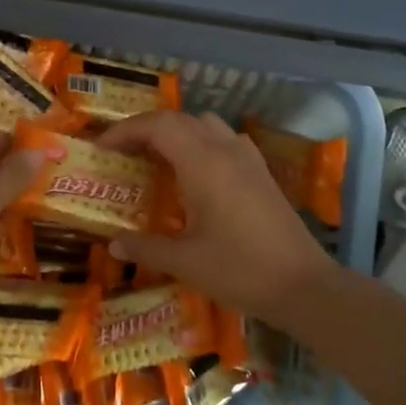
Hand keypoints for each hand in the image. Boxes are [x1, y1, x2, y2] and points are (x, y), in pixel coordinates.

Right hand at [98, 111, 338, 316]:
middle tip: (122, 153)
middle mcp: (225, 149)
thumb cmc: (239, 270)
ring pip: (205, 124)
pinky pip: (224, 139)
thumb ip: (145, 247)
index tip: (103, 148)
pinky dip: (201, 143)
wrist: (302, 285)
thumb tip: (114, 244)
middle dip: (146, 130)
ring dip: (176, 132)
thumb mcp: (185, 262)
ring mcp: (248, 158)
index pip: (157, 126)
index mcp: (203, 163)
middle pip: (179, 120)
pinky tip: (195, 173)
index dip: (125, 130)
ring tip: (155, 158)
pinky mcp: (261, 172)